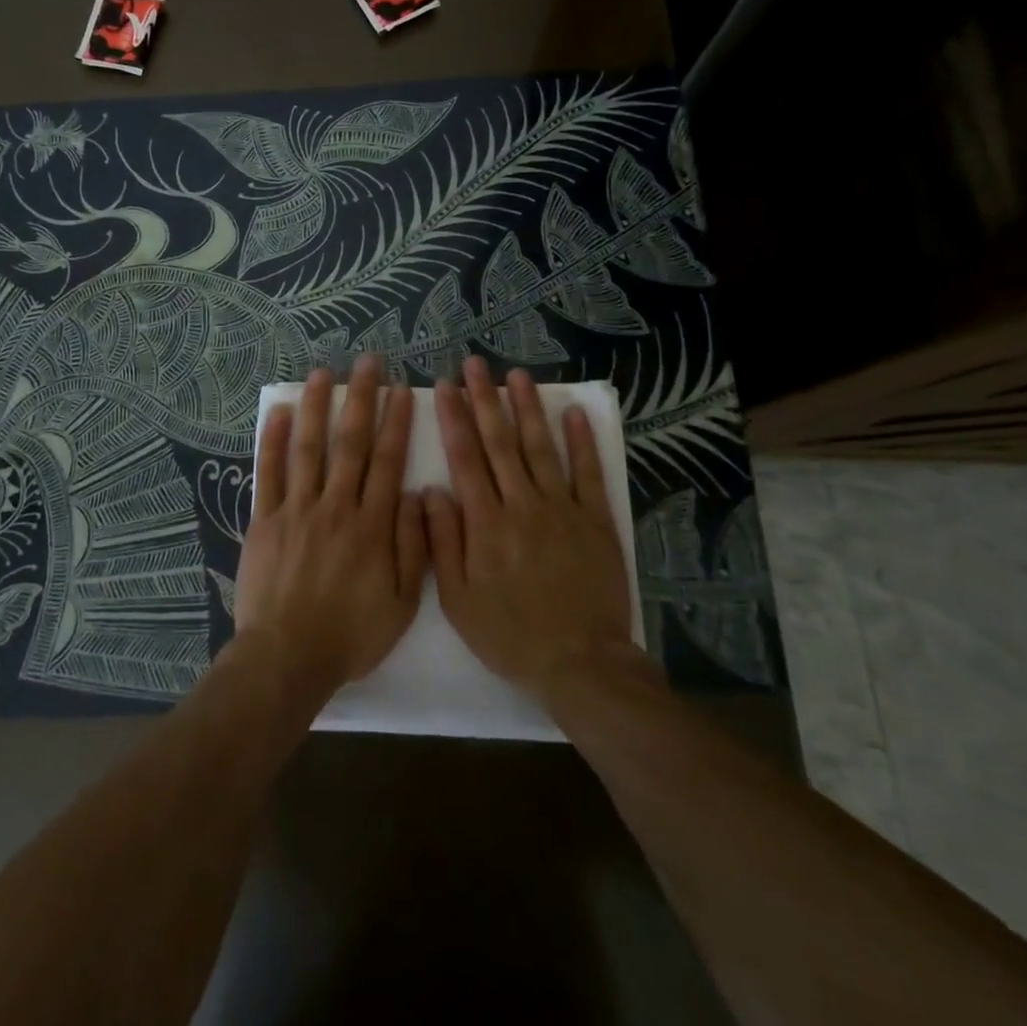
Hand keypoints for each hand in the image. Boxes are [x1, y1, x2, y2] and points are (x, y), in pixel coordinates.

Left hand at [231, 358, 425, 709]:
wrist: (287, 657)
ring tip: (322, 373)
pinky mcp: (265, 520)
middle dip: (361, 398)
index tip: (402, 390)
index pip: (388, 461)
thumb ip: (414, 547)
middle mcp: (336, 507)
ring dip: (316, 406)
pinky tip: (277, 411)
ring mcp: (297, 510)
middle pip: (350, 442)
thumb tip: (419, 494)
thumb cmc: (350, 634)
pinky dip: (272, 440)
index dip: (396, 422)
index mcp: (373, 525)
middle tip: (367, 362)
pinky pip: (268, 473)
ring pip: (308, 447)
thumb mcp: (402, 603)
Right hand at [427, 358, 637, 699]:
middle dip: (485, 399)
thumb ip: (442, 542)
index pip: (465, 457)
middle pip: (500, 442)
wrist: (580, 662)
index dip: (454, 418)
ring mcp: (562, 508)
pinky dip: (582, 441)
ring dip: (528, 408)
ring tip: (517, 375)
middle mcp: (522, 504)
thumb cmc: (510, 634)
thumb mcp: (459, 600)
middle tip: (475, 364)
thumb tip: (431, 490)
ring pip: (541, 447)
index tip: (445, 386)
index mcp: (486, 523)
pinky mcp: (595, 520)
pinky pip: (588, 473)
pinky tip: (573, 413)